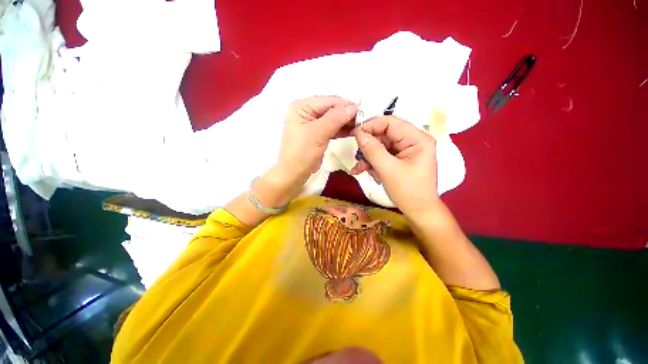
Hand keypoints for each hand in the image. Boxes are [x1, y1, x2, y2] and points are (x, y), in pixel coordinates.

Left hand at [276, 96, 357, 181]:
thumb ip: (335, 118)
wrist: (295, 173)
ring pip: (333, 119)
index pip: (327, 101)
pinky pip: (331, 128)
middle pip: (331, 109)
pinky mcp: (317, 133)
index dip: (345, 105)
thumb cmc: (302, 152)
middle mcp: (306, 111)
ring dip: (345, 122)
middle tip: (362, 120)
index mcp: (302, 106)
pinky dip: (341, 130)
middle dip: (346, 114)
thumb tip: (353, 107)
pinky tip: (351, 131)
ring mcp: (312, 123)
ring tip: (359, 126)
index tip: (361, 111)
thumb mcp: (318, 133)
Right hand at [350, 116, 438, 215]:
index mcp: (417, 139)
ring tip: (358, 168)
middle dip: (368, 146)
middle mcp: (412, 141)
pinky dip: (370, 162)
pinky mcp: (398, 160)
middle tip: (355, 155)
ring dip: (367, 156)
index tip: (353, 133)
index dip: (370, 125)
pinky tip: (361, 171)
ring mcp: (404, 151)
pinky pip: (380, 155)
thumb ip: (373, 150)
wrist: (418, 212)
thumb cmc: (409, 192)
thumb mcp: (389, 170)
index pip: (390, 122)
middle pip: (383, 134)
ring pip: (379, 146)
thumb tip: (358, 133)